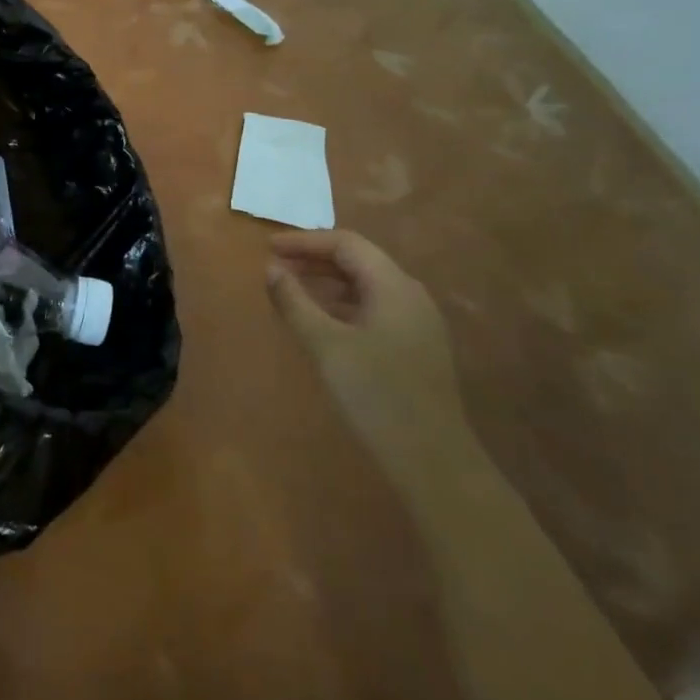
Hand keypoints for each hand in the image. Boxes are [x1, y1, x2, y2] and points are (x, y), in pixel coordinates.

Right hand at [265, 229, 475, 497]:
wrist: (431, 458)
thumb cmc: (375, 393)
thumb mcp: (325, 344)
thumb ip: (295, 302)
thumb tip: (272, 269)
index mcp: (394, 286)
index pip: (346, 244)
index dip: (304, 241)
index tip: (268, 247)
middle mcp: (410, 295)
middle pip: (359, 260)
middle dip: (314, 258)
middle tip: (275, 266)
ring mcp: (417, 321)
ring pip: (366, 284)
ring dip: (327, 281)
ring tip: (291, 289)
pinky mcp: (415, 345)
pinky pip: (374, 306)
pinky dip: (342, 303)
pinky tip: (320, 320)